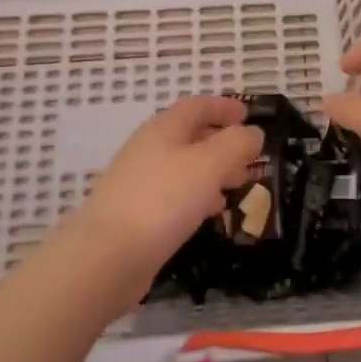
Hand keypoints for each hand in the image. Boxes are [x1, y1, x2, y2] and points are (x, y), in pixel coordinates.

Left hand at [73, 96, 262, 286]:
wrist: (107, 256)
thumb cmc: (163, 199)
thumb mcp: (210, 164)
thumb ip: (236, 144)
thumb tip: (253, 133)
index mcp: (164, 128)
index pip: (197, 106)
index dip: (223, 107)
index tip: (248, 115)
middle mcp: (150, 148)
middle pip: (190, 135)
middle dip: (223, 142)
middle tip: (250, 156)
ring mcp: (140, 182)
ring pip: (185, 167)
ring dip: (214, 170)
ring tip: (238, 184)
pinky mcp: (137, 213)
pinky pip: (175, 194)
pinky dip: (199, 195)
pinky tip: (212, 211)